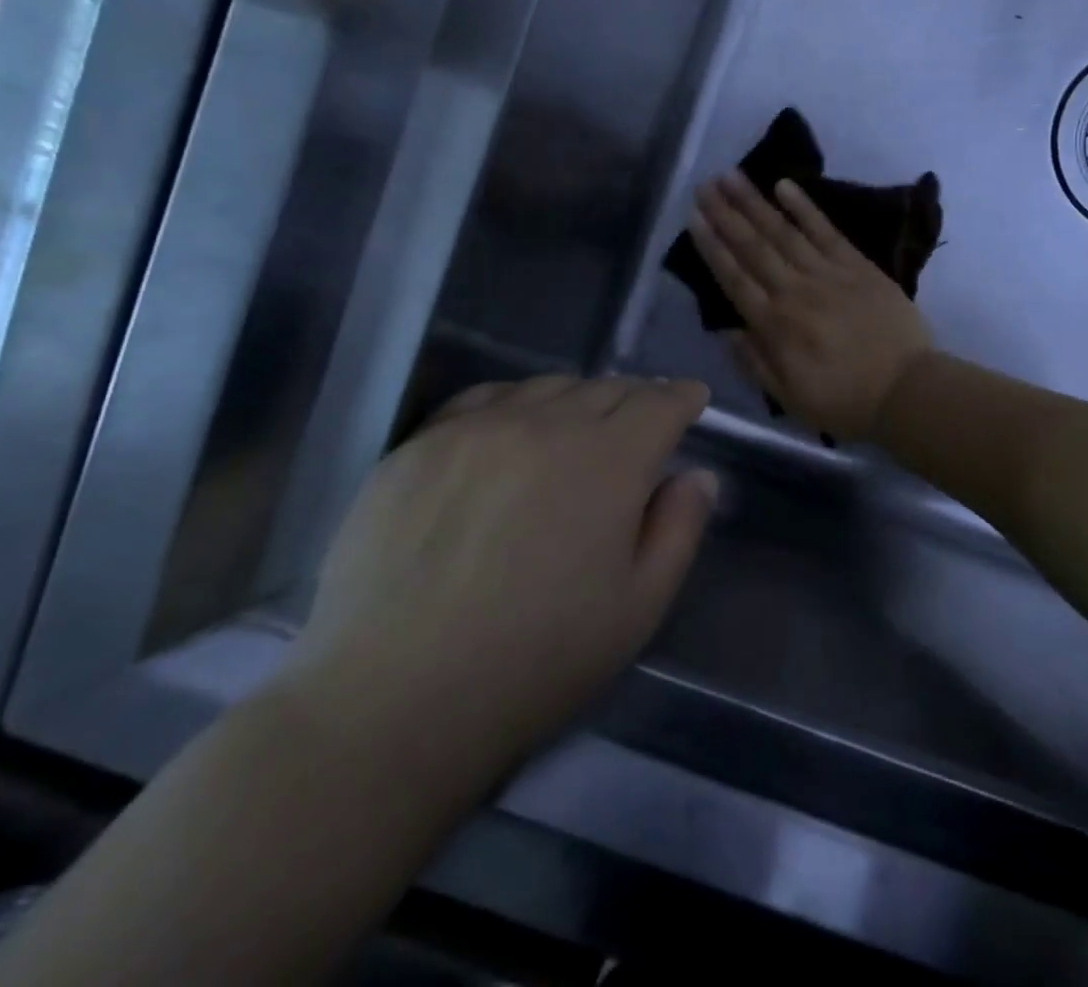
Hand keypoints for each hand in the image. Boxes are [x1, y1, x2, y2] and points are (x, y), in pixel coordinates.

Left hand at [289, 376, 717, 801]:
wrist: (391, 700)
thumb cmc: (535, 661)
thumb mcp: (638, 608)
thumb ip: (679, 529)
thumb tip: (696, 475)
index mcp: (608, 460)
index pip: (659, 403)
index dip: (681, 397)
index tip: (690, 400)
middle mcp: (545, 424)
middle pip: (605, 388)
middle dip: (634, 400)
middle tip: (640, 424)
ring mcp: (476, 428)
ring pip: (545, 387)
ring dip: (576, 400)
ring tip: (577, 429)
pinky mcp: (418, 444)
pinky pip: (483, 399)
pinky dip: (514, 404)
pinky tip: (509, 431)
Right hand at [690, 171, 934, 441]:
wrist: (907, 390)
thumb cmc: (846, 401)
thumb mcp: (790, 398)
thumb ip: (755, 364)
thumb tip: (727, 332)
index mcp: (775, 326)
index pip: (734, 278)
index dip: (712, 247)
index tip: (693, 218)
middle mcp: (795, 292)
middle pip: (754, 247)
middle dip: (725, 214)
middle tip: (704, 185)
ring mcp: (828, 274)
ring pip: (783, 232)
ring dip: (755, 202)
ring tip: (732, 176)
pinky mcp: (858, 265)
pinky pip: (826, 230)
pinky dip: (805, 207)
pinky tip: (785, 185)